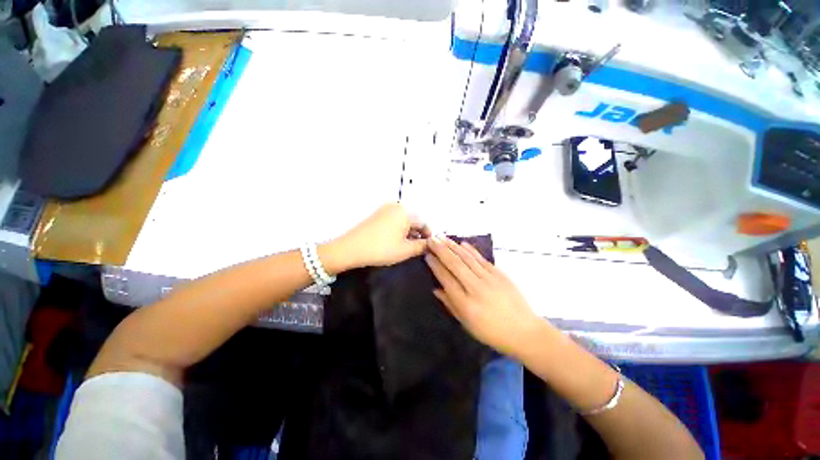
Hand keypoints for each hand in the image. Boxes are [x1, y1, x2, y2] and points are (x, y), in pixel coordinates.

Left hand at [332, 203, 430, 269]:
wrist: (350, 248)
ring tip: (407, 245)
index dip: (428, 235)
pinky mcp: (377, 214)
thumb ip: (422, 246)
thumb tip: (430, 244)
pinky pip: (394, 219)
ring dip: (409, 232)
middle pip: (414, 219)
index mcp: (406, 212)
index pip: (424, 222)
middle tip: (418, 247)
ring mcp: (385, 209)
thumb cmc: (381, 249)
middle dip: (418, 233)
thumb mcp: (405, 250)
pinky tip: (396, 240)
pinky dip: (399, 229)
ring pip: (404, 220)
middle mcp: (396, 206)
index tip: (428, 247)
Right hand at [425, 236, 543, 357]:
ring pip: (467, 258)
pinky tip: (462, 243)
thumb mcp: (467, 324)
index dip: (435, 266)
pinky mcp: (500, 274)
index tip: (427, 255)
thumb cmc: (492, 332)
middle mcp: (476, 288)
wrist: (524, 331)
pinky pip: (481, 259)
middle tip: (431, 240)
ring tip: (442, 238)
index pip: (446, 279)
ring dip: (453, 246)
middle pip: (455, 264)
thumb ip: (450, 304)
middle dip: (441, 250)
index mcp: (466, 304)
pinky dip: (471, 250)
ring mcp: (489, 279)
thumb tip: (435, 289)